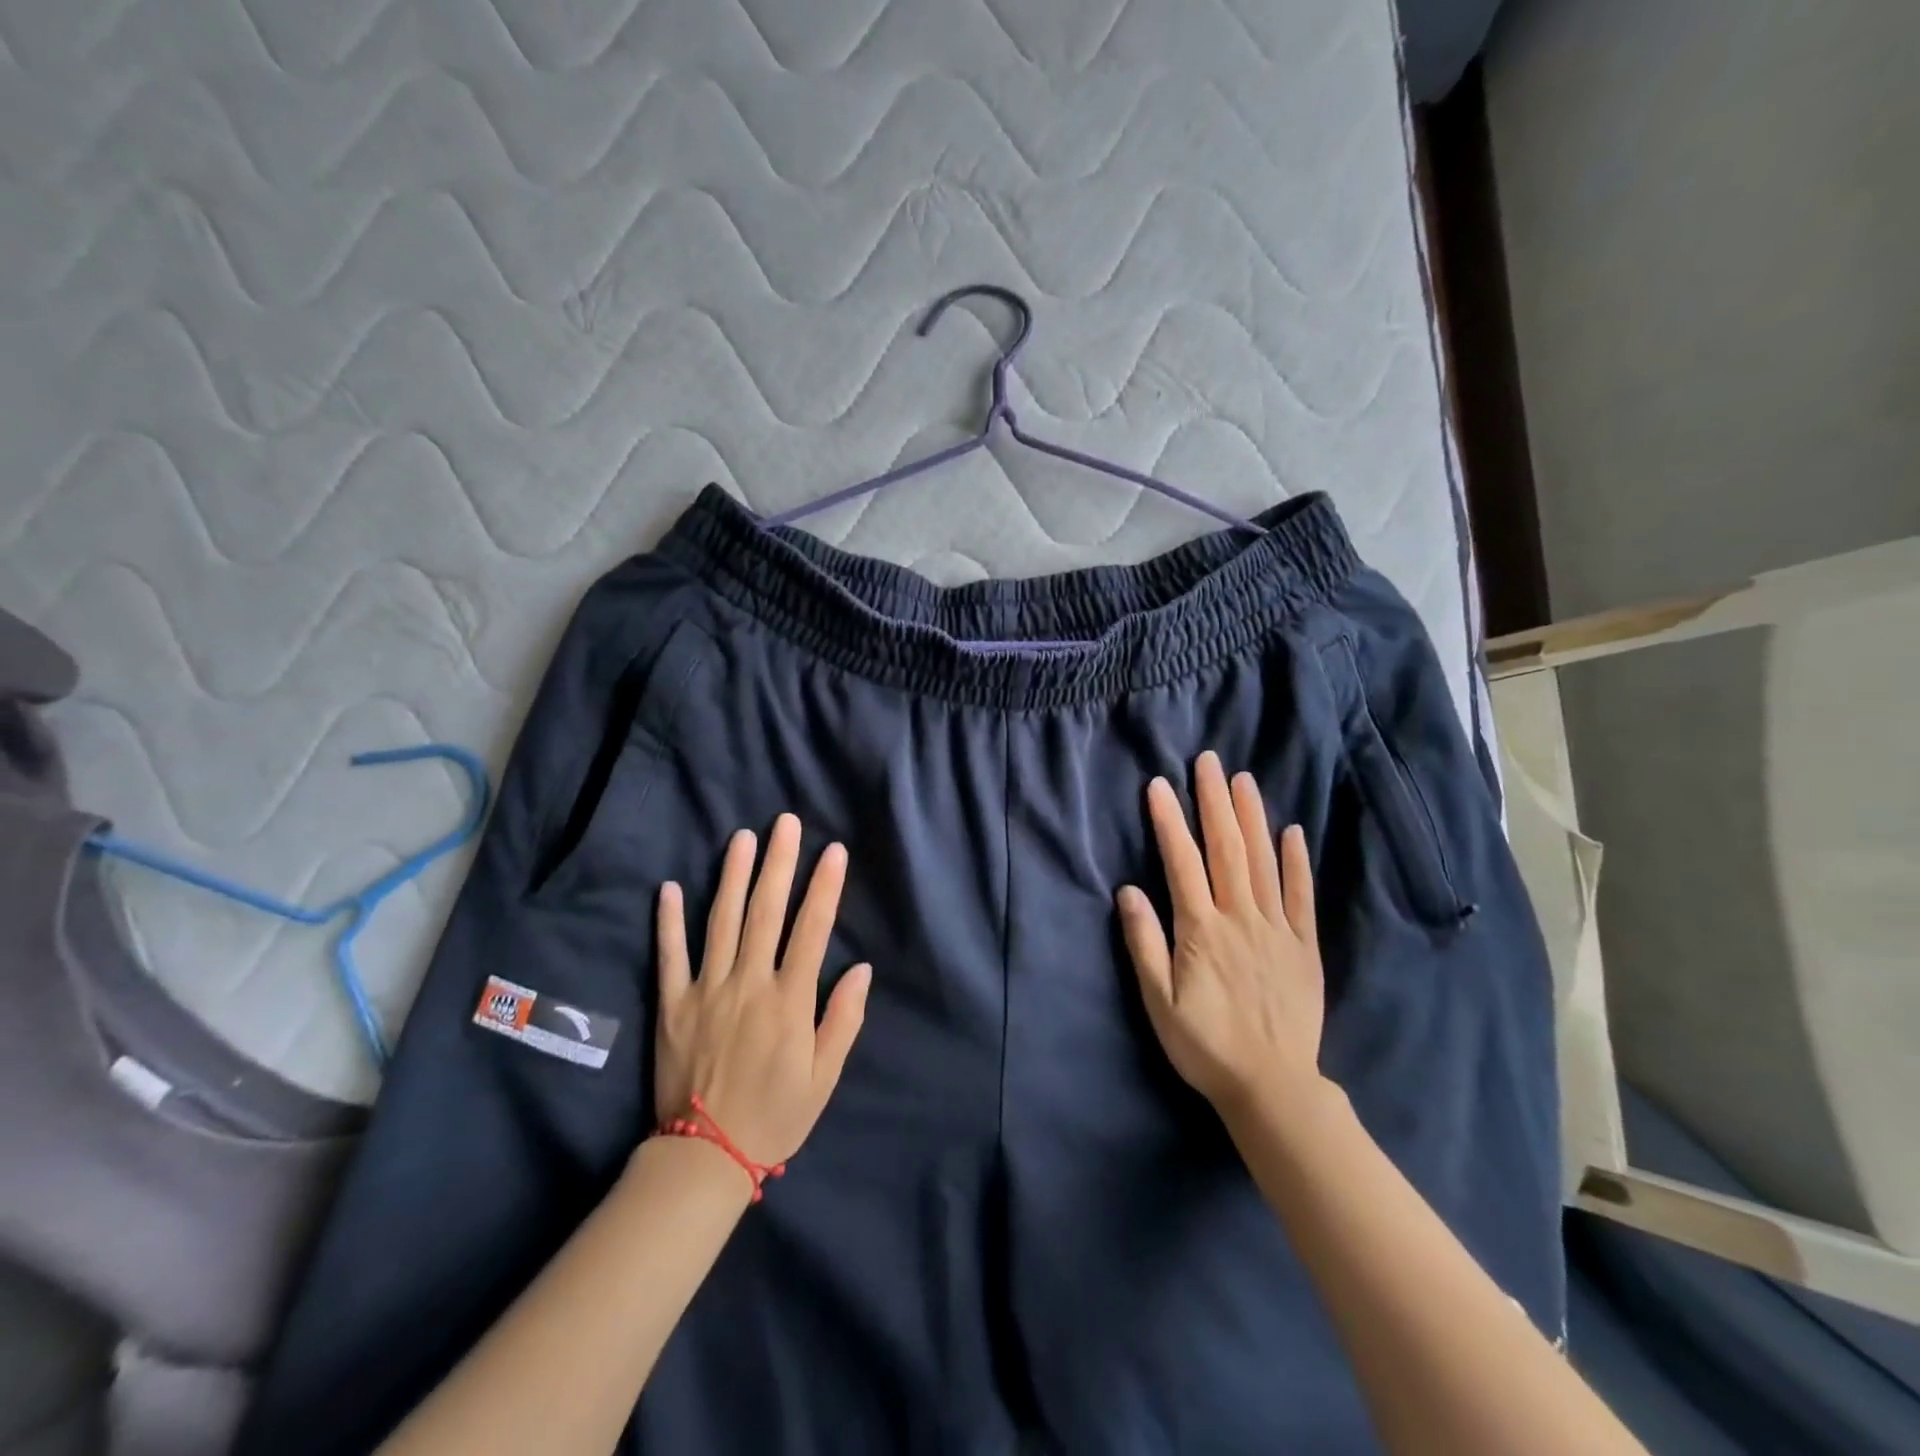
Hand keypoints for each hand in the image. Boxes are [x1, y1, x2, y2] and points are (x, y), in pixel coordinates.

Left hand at [654, 814, 871, 1166]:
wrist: (704, 1158)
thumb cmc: (775, 1115)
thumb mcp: (824, 1077)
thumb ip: (843, 1020)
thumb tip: (862, 968)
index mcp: (788, 1001)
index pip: (812, 930)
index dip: (825, 887)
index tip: (833, 851)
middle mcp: (748, 984)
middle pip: (766, 912)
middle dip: (779, 863)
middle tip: (785, 823)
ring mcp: (706, 991)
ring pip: (721, 921)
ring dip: (732, 876)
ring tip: (741, 838)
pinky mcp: (672, 1004)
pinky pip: (669, 955)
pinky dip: (668, 921)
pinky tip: (669, 887)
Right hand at [1116, 751, 1325, 1115]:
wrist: (1272, 1087)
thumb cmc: (1205, 1045)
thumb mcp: (1159, 1002)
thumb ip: (1144, 944)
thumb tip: (1128, 891)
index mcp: (1202, 931)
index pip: (1183, 863)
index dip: (1170, 821)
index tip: (1160, 785)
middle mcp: (1240, 919)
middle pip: (1227, 850)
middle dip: (1215, 802)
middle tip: (1209, 762)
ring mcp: (1277, 930)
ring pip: (1263, 862)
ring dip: (1252, 818)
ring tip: (1244, 780)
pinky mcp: (1304, 946)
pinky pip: (1301, 896)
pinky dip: (1296, 862)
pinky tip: (1292, 832)